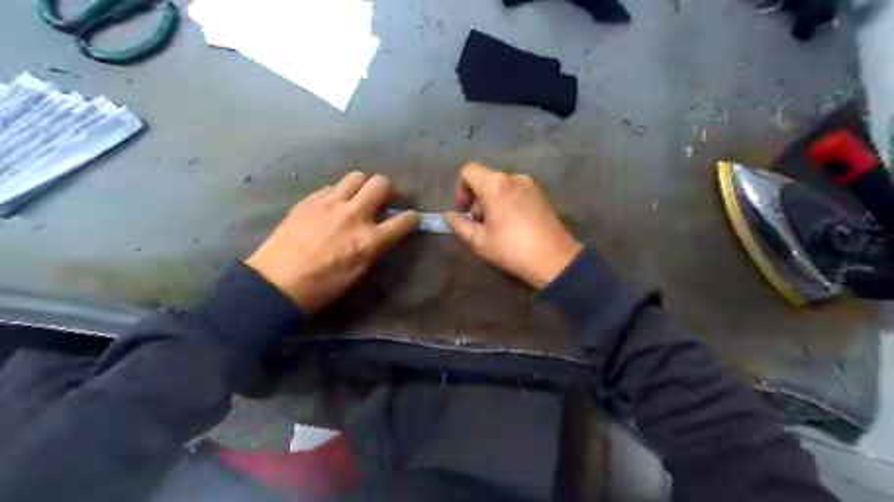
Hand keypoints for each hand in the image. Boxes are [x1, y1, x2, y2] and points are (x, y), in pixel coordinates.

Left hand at [244, 174, 418, 311]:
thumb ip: (373, 248)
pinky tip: (331, 208)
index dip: (411, 218)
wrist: (275, 283)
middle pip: (381, 183)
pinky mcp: (309, 200)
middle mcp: (353, 215)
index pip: (403, 221)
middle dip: (388, 190)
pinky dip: (338, 194)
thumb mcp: (357, 273)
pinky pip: (331, 187)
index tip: (410, 218)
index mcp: (368, 240)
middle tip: (382, 202)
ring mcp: (329, 203)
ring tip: (356, 199)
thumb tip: (381, 234)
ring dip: (362, 186)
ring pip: (356, 176)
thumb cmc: (321, 287)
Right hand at [445, 163, 584, 287]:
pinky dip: (509, 201)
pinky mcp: (543, 194)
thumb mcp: (479, 241)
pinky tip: (514, 224)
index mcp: (495, 185)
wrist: (555, 259)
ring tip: (498, 226)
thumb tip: (449, 215)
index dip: (460, 189)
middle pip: (486, 178)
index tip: (465, 211)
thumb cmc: (512, 249)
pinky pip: (517, 191)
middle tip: (480, 223)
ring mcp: (531, 184)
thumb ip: (459, 225)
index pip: (468, 170)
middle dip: (477, 198)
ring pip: (503, 185)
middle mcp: (513, 177)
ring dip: (493, 200)